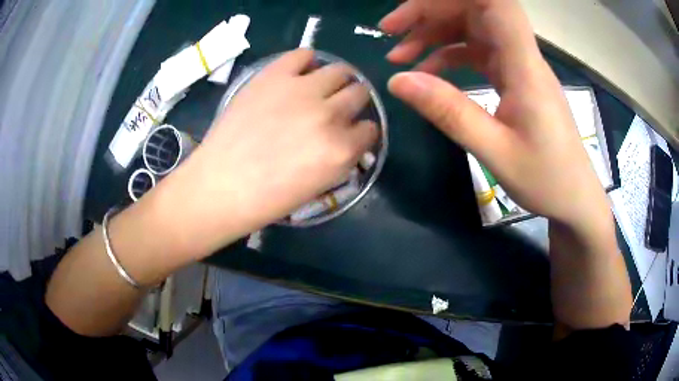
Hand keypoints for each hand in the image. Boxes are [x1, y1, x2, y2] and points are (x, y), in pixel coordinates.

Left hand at [155, 49, 376, 255]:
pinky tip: (298, 74)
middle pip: (359, 93)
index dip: (361, 131)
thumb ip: (341, 159)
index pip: (370, 129)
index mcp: (341, 150)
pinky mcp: (275, 76)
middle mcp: (329, 115)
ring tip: (320, 88)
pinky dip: (306, 62)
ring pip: (340, 71)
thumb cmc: (267, 199)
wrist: (221, 185)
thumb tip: (348, 139)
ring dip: (336, 80)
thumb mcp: (318, 187)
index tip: (350, 132)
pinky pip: (303, 55)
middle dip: (353, 102)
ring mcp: (302, 90)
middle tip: (335, 107)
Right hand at [381, 0, 611, 231]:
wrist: (573, 198)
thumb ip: (449, 112)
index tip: (417, 6)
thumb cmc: (546, 179)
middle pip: (476, 10)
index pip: (497, 3)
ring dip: (436, 34)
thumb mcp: (495, 151)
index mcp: (524, 66)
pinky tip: (428, 73)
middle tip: (390, 31)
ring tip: (399, 55)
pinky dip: (450, 56)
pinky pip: (479, 53)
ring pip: (473, 30)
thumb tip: (398, 79)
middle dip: (430, 12)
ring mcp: (519, 66)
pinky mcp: (515, 79)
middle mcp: (522, 56)